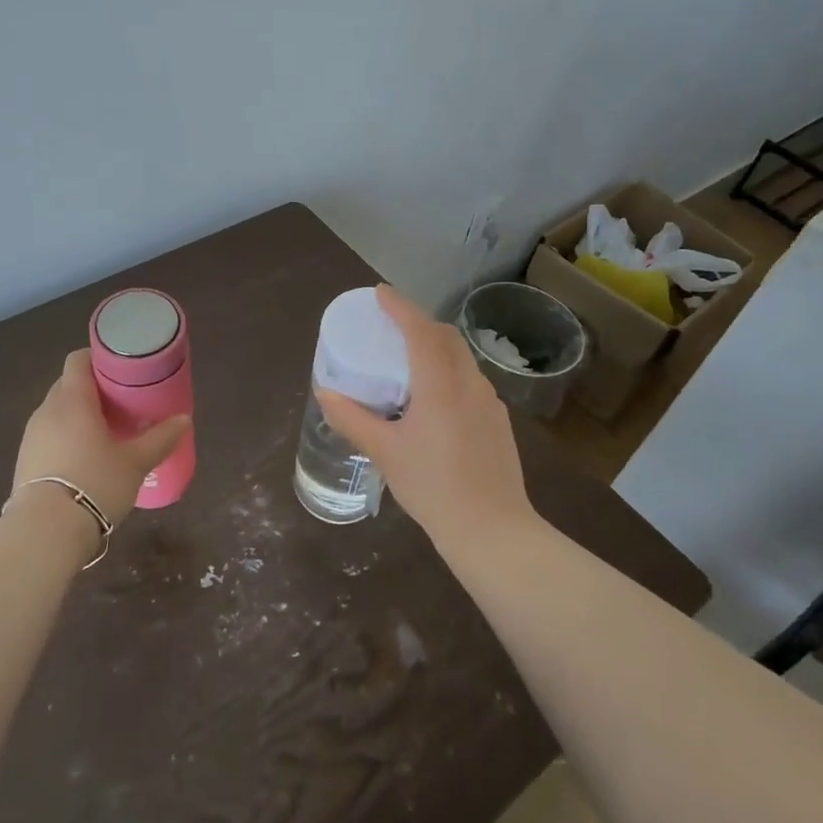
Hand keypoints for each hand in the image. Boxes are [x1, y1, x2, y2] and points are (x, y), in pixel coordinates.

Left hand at [12, 350, 189, 528]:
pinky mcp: (24, 461)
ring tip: (105, 432)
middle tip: (120, 402)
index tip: (120, 367)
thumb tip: (184, 419)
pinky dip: (66, 437)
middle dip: (92, 388)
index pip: (78, 360)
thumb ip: (160, 438)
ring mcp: (31, 436)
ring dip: (78, 415)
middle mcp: (47, 411)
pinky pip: (48, 436)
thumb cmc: (95, 483)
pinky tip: (84, 458)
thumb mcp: (136, 462)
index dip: (98, 357)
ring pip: (57, 412)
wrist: (45, 532)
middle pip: (68, 385)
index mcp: (72, 400)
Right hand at [316, 287, 535, 554]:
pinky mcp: (497, 420)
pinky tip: (434, 398)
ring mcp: (489, 402)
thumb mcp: (385, 452)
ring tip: (409, 359)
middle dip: (419, 322)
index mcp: (440, 385)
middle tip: (391, 325)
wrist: (491, 529)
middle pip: (445, 337)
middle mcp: (469, 383)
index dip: (399, 306)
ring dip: (436, 346)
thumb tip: (324, 393)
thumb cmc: (432, 487)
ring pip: (461, 358)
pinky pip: (470, 380)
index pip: (420, 330)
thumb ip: (352, 419)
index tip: (379, 292)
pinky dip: (449, 371)